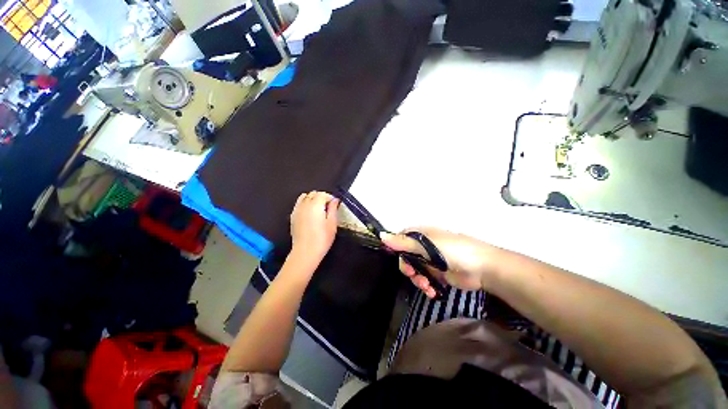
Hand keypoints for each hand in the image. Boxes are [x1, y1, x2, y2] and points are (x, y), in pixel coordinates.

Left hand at [289, 191, 339, 265]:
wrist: (305, 252)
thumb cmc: (322, 238)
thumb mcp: (332, 223)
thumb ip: (333, 209)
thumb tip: (335, 200)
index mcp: (315, 205)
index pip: (323, 194)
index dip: (330, 198)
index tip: (335, 205)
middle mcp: (304, 204)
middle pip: (313, 193)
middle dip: (322, 197)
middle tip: (329, 207)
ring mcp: (297, 210)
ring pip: (304, 197)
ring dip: (312, 199)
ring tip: (319, 209)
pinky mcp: (292, 216)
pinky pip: (299, 204)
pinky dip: (305, 204)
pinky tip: (310, 213)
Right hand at [382, 227, 500, 297]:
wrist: (483, 268)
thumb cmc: (454, 251)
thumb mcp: (427, 245)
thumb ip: (404, 242)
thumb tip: (381, 236)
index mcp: (421, 235)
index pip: (400, 238)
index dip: (395, 247)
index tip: (395, 257)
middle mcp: (424, 246)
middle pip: (405, 256)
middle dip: (407, 267)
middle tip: (413, 274)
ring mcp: (431, 260)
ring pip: (414, 270)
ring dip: (417, 279)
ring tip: (426, 286)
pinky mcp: (437, 274)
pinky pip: (424, 279)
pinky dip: (425, 286)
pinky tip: (431, 291)